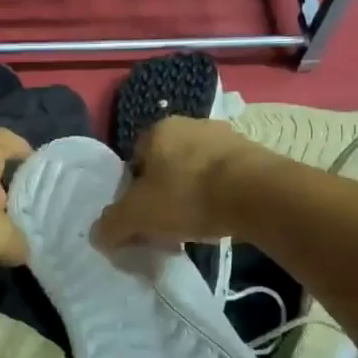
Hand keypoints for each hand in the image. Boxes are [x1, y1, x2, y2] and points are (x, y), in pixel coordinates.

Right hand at [93, 116, 265, 247]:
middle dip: (165, 190)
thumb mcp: (138, 215)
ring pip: (197, 168)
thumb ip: (113, 224)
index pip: (134, 159)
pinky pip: (226, 176)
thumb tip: (98, 234)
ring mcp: (225, 136)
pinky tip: (222, 216)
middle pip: (167, 163)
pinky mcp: (254, 153)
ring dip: (194, 191)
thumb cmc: (188, 195)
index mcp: (158, 129)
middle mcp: (191, 124)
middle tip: (167, 221)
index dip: (134, 189)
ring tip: (197, 222)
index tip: (142, 215)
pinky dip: (221, 194)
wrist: (258, 194)